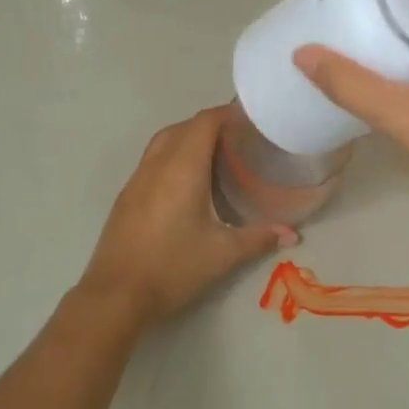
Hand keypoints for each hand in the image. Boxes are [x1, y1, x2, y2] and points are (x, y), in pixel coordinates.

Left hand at [80, 106, 294, 326]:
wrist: (116, 294)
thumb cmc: (173, 268)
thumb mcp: (222, 254)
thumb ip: (259, 238)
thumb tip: (292, 235)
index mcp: (182, 169)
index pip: (204, 122)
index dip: (227, 114)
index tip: (251, 121)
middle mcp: (156, 165)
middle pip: (183, 127)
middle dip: (210, 125)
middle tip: (239, 141)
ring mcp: (136, 179)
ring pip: (163, 142)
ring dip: (188, 139)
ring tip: (216, 157)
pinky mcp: (126, 196)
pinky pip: (152, 160)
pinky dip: (172, 157)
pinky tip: (187, 183)